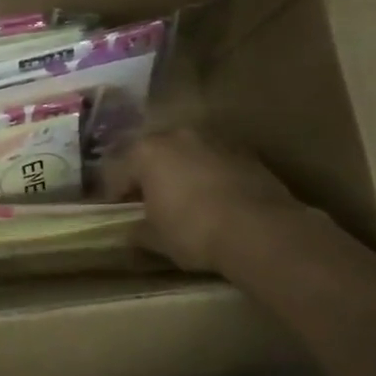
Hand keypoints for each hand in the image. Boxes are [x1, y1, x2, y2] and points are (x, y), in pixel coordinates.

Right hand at [109, 121, 303, 273]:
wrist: (260, 230)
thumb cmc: (193, 231)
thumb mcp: (156, 239)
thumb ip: (138, 231)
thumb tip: (131, 232)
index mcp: (145, 152)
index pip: (118, 172)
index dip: (115, 194)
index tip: (118, 213)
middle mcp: (177, 136)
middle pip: (154, 155)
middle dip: (150, 176)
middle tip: (152, 203)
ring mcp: (214, 141)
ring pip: (188, 155)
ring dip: (183, 173)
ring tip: (188, 201)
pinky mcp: (246, 153)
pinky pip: (218, 163)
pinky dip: (213, 178)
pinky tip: (218, 202)